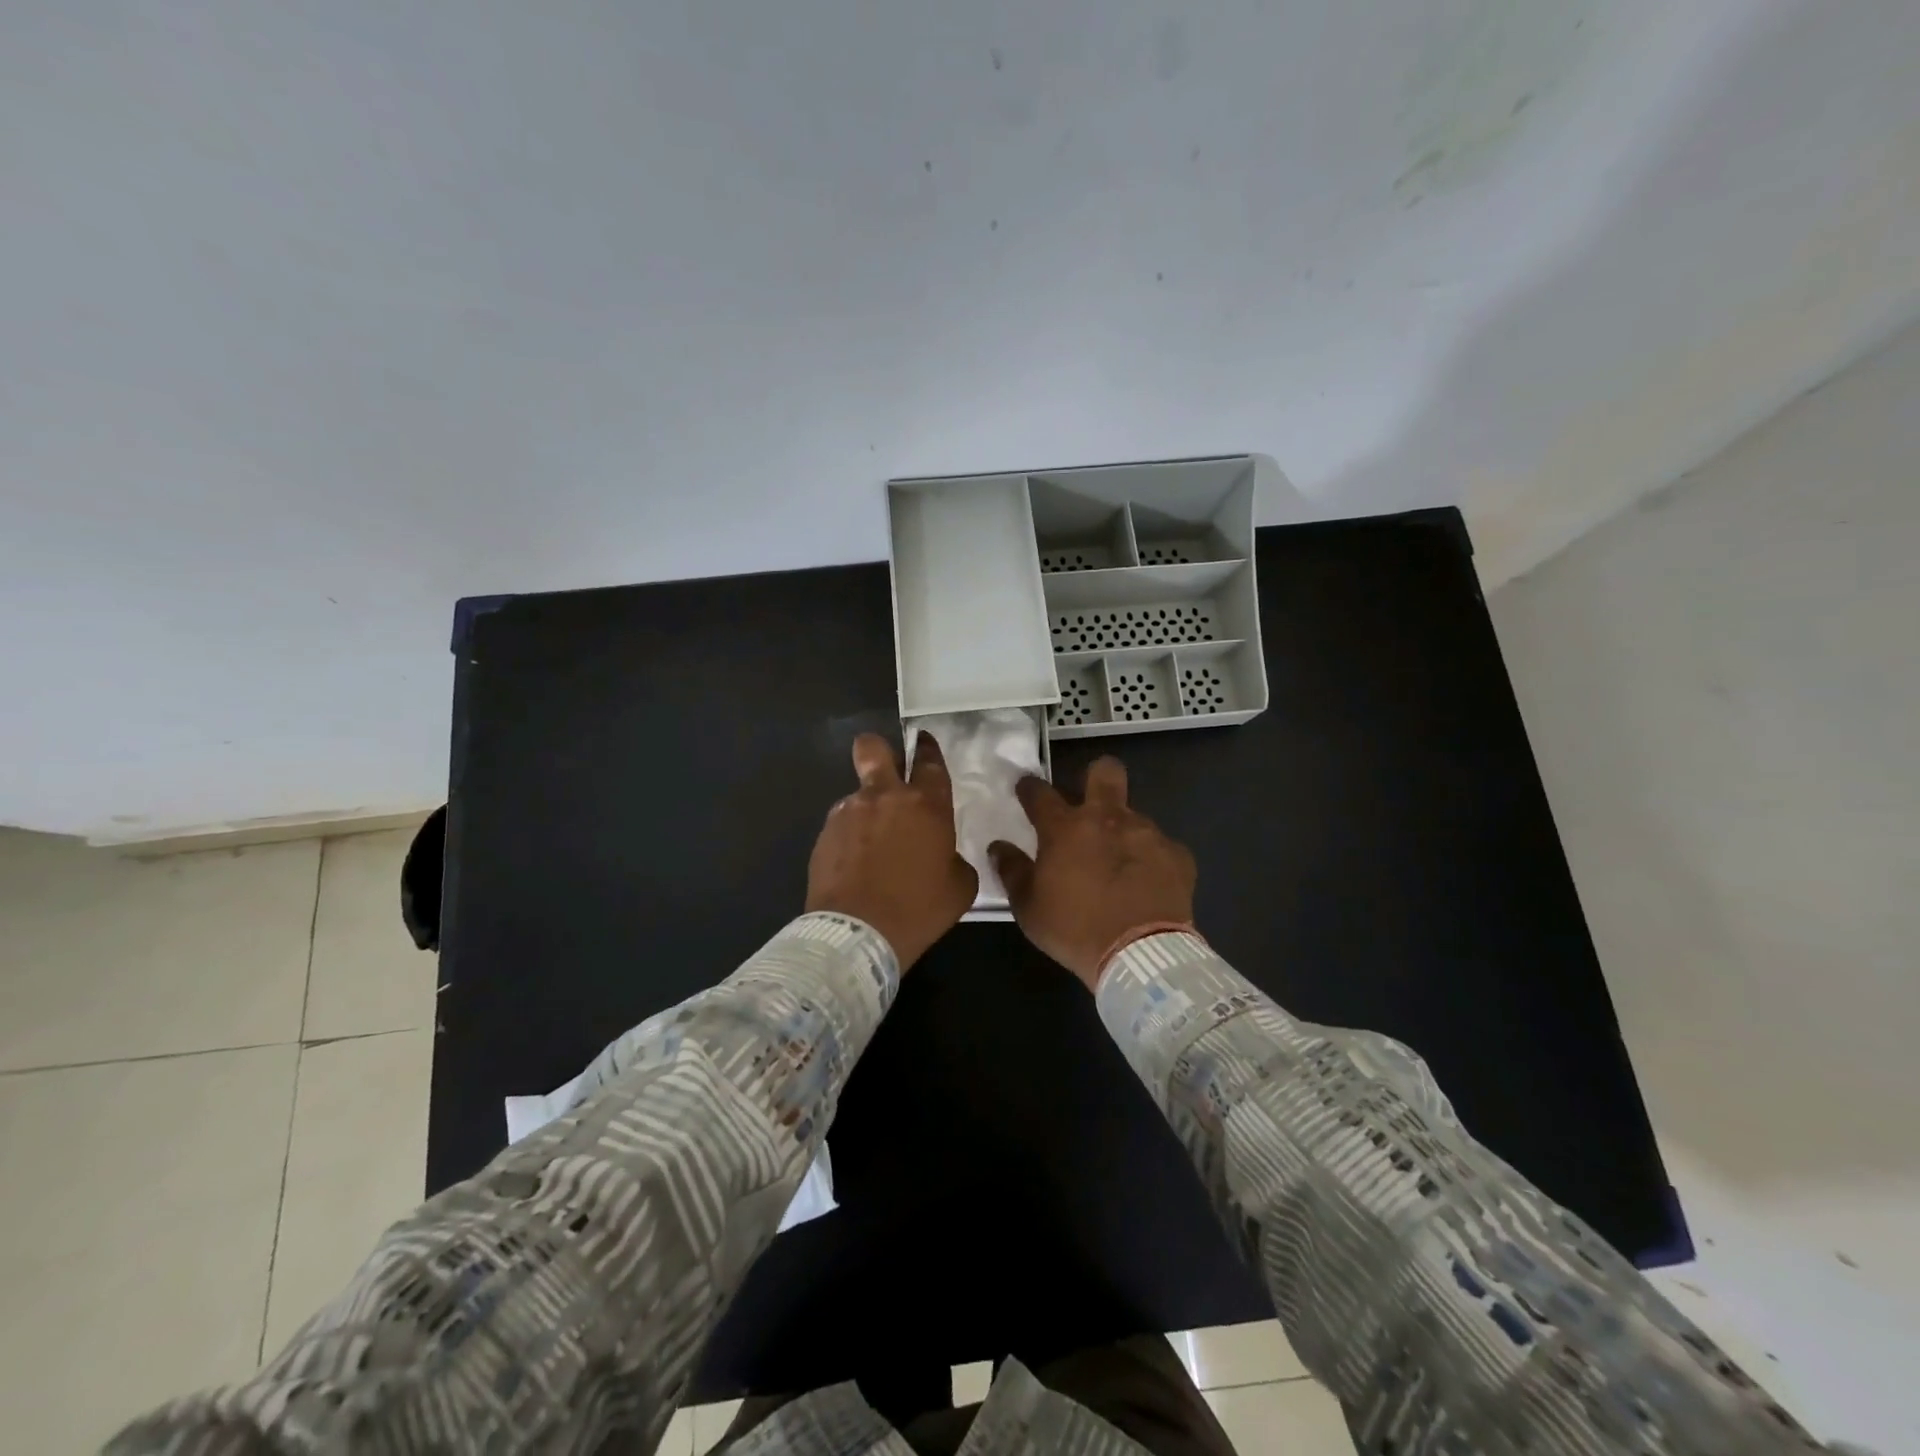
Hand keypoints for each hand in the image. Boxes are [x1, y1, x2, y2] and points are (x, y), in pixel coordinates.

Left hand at [806, 732, 978, 970]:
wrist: (858, 933)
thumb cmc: (919, 909)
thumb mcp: (960, 886)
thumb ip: (954, 858)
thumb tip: (943, 855)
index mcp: (926, 805)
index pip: (929, 761)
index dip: (928, 748)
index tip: (924, 742)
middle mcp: (885, 797)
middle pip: (873, 749)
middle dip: (879, 749)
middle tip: (886, 766)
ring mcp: (849, 812)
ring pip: (857, 794)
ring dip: (866, 810)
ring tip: (872, 847)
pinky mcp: (825, 834)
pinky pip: (842, 824)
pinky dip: (850, 837)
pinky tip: (855, 864)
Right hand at [989, 757, 1196, 991]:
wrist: (1140, 955)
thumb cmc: (1075, 930)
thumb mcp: (1028, 908)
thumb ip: (1012, 871)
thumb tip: (999, 847)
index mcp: (1065, 828)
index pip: (1040, 792)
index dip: (1029, 787)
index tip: (1026, 789)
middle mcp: (1107, 818)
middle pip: (1105, 771)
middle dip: (1096, 776)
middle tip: (1090, 800)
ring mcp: (1147, 833)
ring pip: (1133, 815)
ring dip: (1122, 832)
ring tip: (1120, 865)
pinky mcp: (1178, 854)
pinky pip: (1161, 847)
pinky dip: (1151, 860)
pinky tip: (1148, 884)